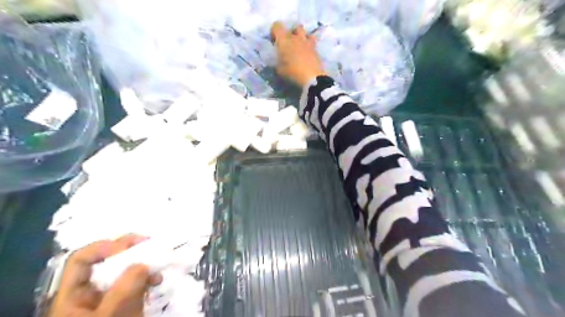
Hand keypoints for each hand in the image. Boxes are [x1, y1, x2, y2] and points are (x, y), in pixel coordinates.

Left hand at [50, 236, 162, 316]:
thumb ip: (124, 291)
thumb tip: (143, 263)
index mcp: (73, 296)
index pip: (81, 260)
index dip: (104, 247)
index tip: (132, 244)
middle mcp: (89, 293)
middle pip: (105, 262)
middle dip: (130, 251)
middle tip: (151, 245)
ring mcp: (108, 298)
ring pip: (124, 271)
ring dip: (143, 263)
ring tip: (159, 265)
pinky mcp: (124, 303)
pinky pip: (136, 283)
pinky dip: (148, 277)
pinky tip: (158, 281)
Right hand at [270, 21, 327, 86]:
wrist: (312, 78)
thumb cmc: (292, 72)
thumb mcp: (279, 69)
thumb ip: (276, 60)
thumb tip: (277, 58)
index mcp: (284, 40)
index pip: (277, 26)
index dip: (274, 31)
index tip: (274, 41)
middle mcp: (296, 37)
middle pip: (294, 27)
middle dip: (291, 33)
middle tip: (288, 43)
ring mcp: (307, 42)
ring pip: (305, 32)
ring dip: (302, 36)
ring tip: (299, 46)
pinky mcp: (316, 49)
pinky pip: (312, 42)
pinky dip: (309, 45)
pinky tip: (307, 53)